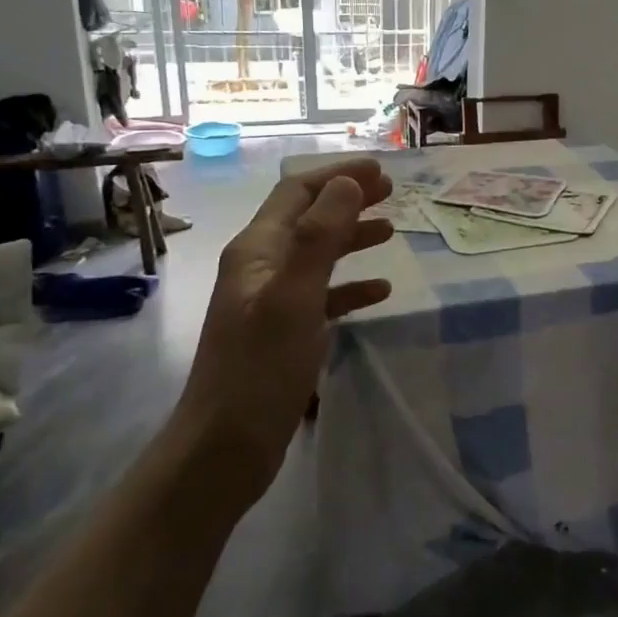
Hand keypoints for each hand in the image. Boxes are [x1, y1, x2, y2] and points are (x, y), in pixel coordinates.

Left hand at [178, 159, 395, 486]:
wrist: (225, 446)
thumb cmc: (259, 368)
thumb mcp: (293, 296)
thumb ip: (320, 237)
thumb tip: (347, 183)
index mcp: (257, 250)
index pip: (298, 193)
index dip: (338, 175)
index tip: (381, 170)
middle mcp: (261, 267)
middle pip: (309, 218)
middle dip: (348, 200)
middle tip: (392, 193)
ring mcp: (271, 300)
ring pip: (318, 255)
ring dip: (352, 237)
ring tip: (391, 231)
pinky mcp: (284, 332)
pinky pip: (323, 296)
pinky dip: (351, 286)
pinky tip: (380, 291)